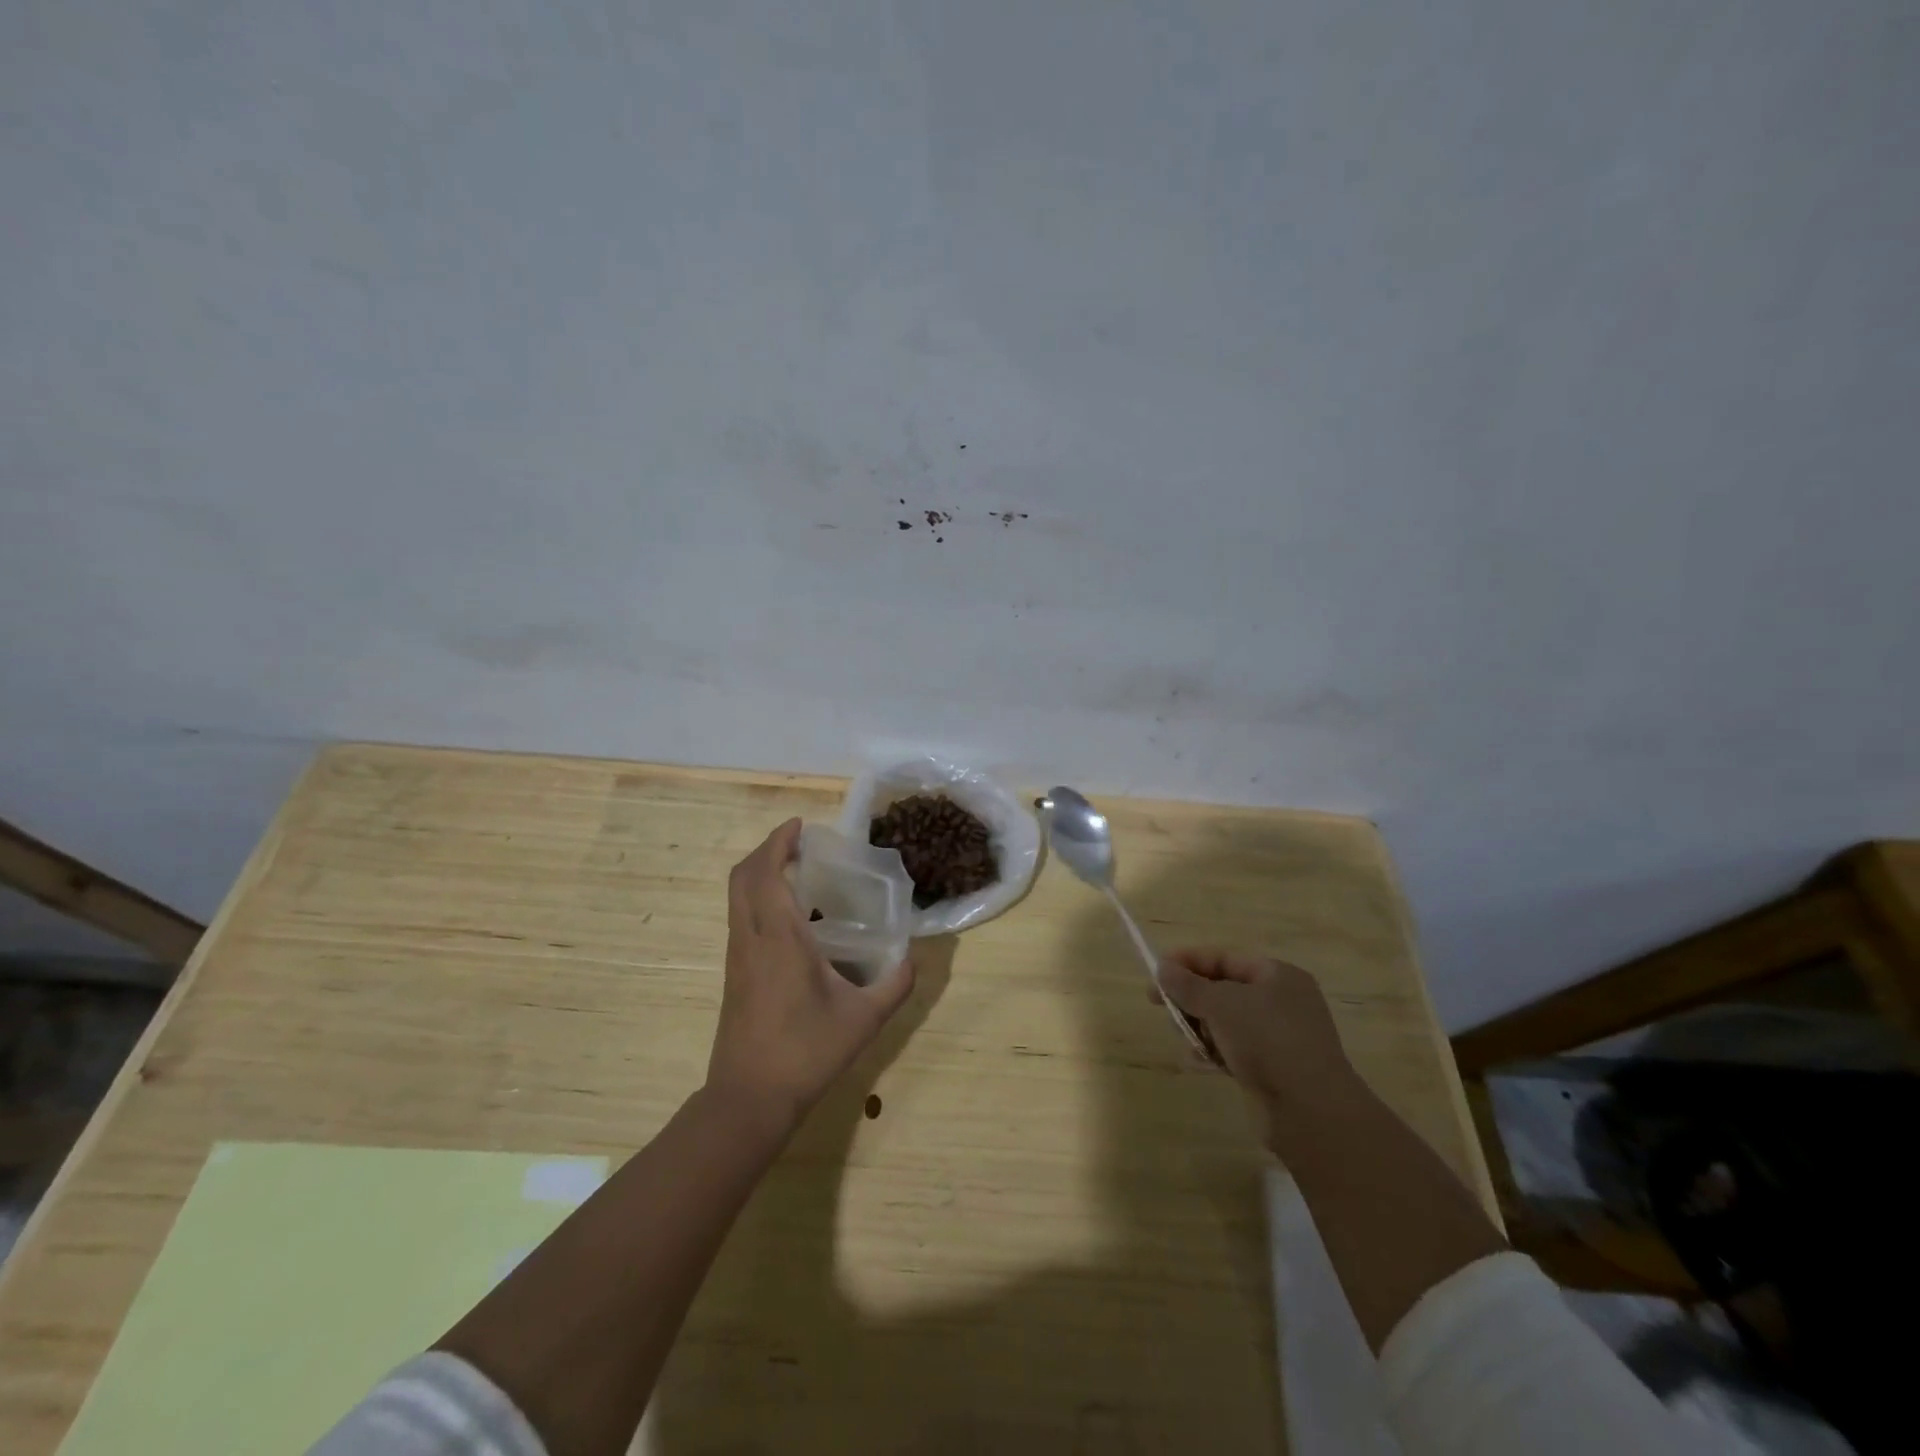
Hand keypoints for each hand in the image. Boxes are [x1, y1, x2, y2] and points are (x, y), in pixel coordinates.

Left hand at [706, 819, 916, 1131]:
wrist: (749, 1099)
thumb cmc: (806, 1052)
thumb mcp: (864, 1019)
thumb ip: (895, 984)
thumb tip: (914, 958)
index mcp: (778, 937)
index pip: (767, 872)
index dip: (779, 842)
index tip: (801, 826)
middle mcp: (751, 938)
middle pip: (742, 877)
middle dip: (766, 850)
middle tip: (798, 843)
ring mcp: (737, 957)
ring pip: (737, 898)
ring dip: (760, 874)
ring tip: (798, 873)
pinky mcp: (734, 976)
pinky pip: (741, 919)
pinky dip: (759, 899)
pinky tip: (792, 919)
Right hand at [1154, 948, 1363, 1152]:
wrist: (1310, 1111)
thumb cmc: (1266, 1040)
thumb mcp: (1221, 1004)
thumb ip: (1188, 985)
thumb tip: (1163, 968)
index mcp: (1277, 975)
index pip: (1224, 958)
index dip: (1188, 961)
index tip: (1156, 972)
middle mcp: (1280, 1002)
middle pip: (1222, 989)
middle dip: (1190, 997)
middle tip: (1159, 1006)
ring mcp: (1278, 1037)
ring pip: (1225, 1022)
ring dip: (1199, 1027)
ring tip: (1182, 1037)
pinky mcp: (1272, 1068)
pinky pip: (1233, 1049)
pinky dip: (1213, 1051)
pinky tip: (1196, 1061)